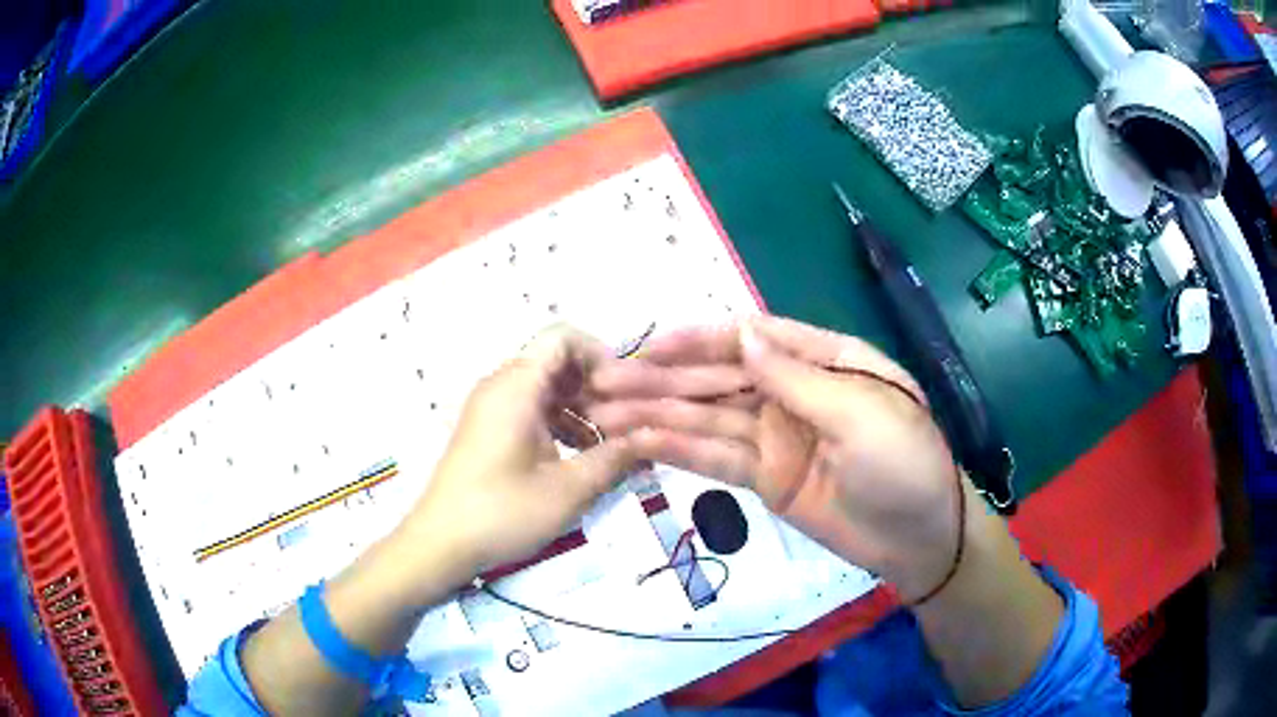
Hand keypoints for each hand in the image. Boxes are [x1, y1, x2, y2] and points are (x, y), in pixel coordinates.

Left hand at [401, 326, 641, 582]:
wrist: (440, 544)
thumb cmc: (503, 512)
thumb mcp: (569, 490)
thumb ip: (616, 458)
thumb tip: (654, 436)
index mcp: (517, 386)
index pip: (563, 337)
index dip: (600, 354)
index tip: (626, 393)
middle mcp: (502, 386)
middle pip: (557, 362)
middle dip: (597, 387)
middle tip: (629, 423)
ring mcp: (492, 407)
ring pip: (548, 388)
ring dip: (582, 408)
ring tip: (611, 446)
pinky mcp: (489, 429)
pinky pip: (532, 409)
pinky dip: (561, 423)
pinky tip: (582, 458)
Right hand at [590, 316, 962, 599]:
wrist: (918, 538)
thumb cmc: (904, 462)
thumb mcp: (860, 413)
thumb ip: (796, 378)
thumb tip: (741, 334)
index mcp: (824, 360)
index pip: (753, 338)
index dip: (700, 341)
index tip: (649, 347)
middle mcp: (793, 391)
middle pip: (720, 379)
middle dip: (663, 380)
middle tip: (603, 384)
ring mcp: (775, 435)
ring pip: (708, 418)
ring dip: (658, 415)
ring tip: (603, 414)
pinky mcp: (765, 476)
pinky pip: (717, 458)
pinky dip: (679, 451)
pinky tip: (640, 442)